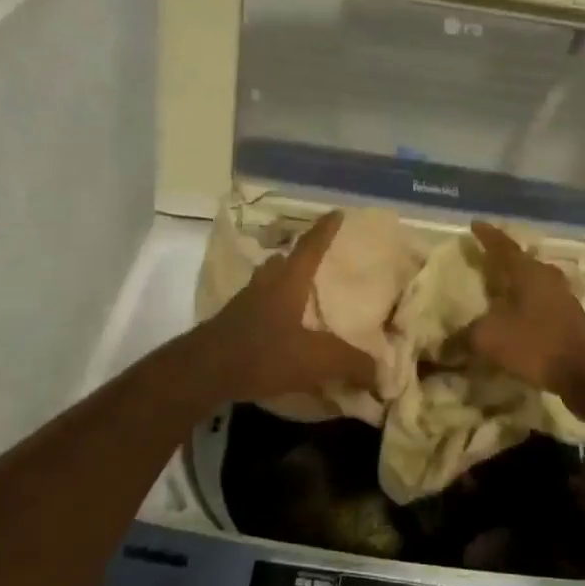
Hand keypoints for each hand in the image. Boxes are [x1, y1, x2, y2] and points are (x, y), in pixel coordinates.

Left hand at [195, 211, 377, 404]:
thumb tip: (381, 372)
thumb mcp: (316, 360)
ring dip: (283, 283)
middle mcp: (265, 285)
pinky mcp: (231, 325)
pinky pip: (257, 308)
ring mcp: (244, 304)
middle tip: (318, 261)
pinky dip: (272, 311)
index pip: (311, 247)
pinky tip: (280, 328)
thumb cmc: (263, 353)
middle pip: (283, 262)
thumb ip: (351, 363)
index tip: (337, 212)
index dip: (325, 230)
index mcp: (288, 282)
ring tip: (300, 294)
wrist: (203, 372)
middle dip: (300, 258)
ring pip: (267, 283)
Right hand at [462, 221, 584, 415]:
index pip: (502, 246)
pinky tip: (514, 323)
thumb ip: (463, 338)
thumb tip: (440, 346)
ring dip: (516, 287)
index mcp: (526, 271)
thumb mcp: (489, 339)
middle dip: (502, 261)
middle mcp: (546, 279)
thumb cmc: (536, 342)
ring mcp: (562, 300)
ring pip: (533, 285)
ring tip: (497, 293)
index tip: (474, 224)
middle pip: (521, 263)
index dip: (487, 236)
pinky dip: (525, 311)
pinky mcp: (569, 323)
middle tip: (484, 260)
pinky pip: (540, 308)